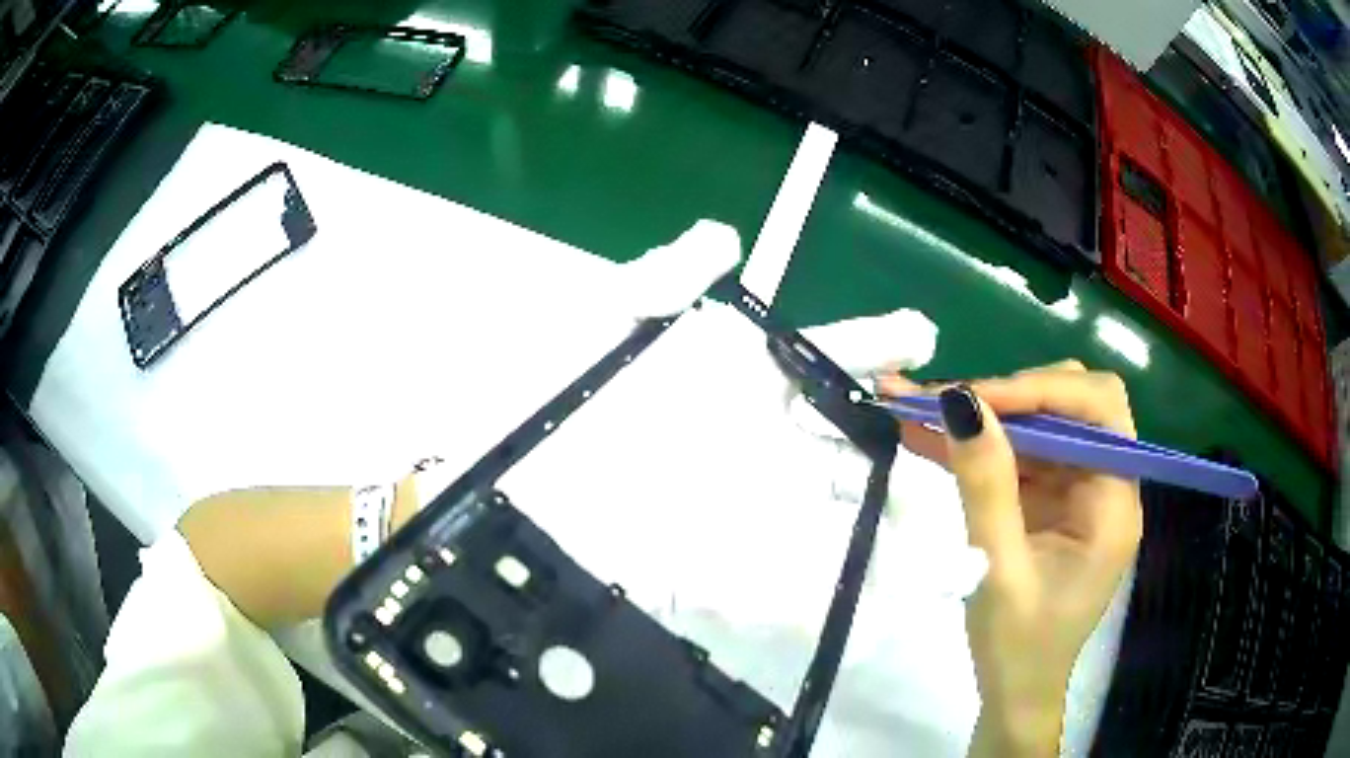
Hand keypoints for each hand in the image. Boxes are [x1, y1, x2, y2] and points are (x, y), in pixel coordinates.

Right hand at [886, 361, 1142, 755]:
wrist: (1014, 693)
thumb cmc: (1017, 648)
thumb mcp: (998, 569)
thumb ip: (986, 486)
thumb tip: (961, 402)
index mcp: (1114, 503)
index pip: (1098, 408)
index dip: (1041, 389)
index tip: (973, 399)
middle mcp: (1105, 485)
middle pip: (1071, 405)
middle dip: (1007, 397)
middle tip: (942, 402)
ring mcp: (1077, 492)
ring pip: (1038, 425)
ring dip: (982, 416)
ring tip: (915, 408)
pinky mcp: (1050, 503)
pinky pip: (1018, 455)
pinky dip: (977, 445)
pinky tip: (927, 437)